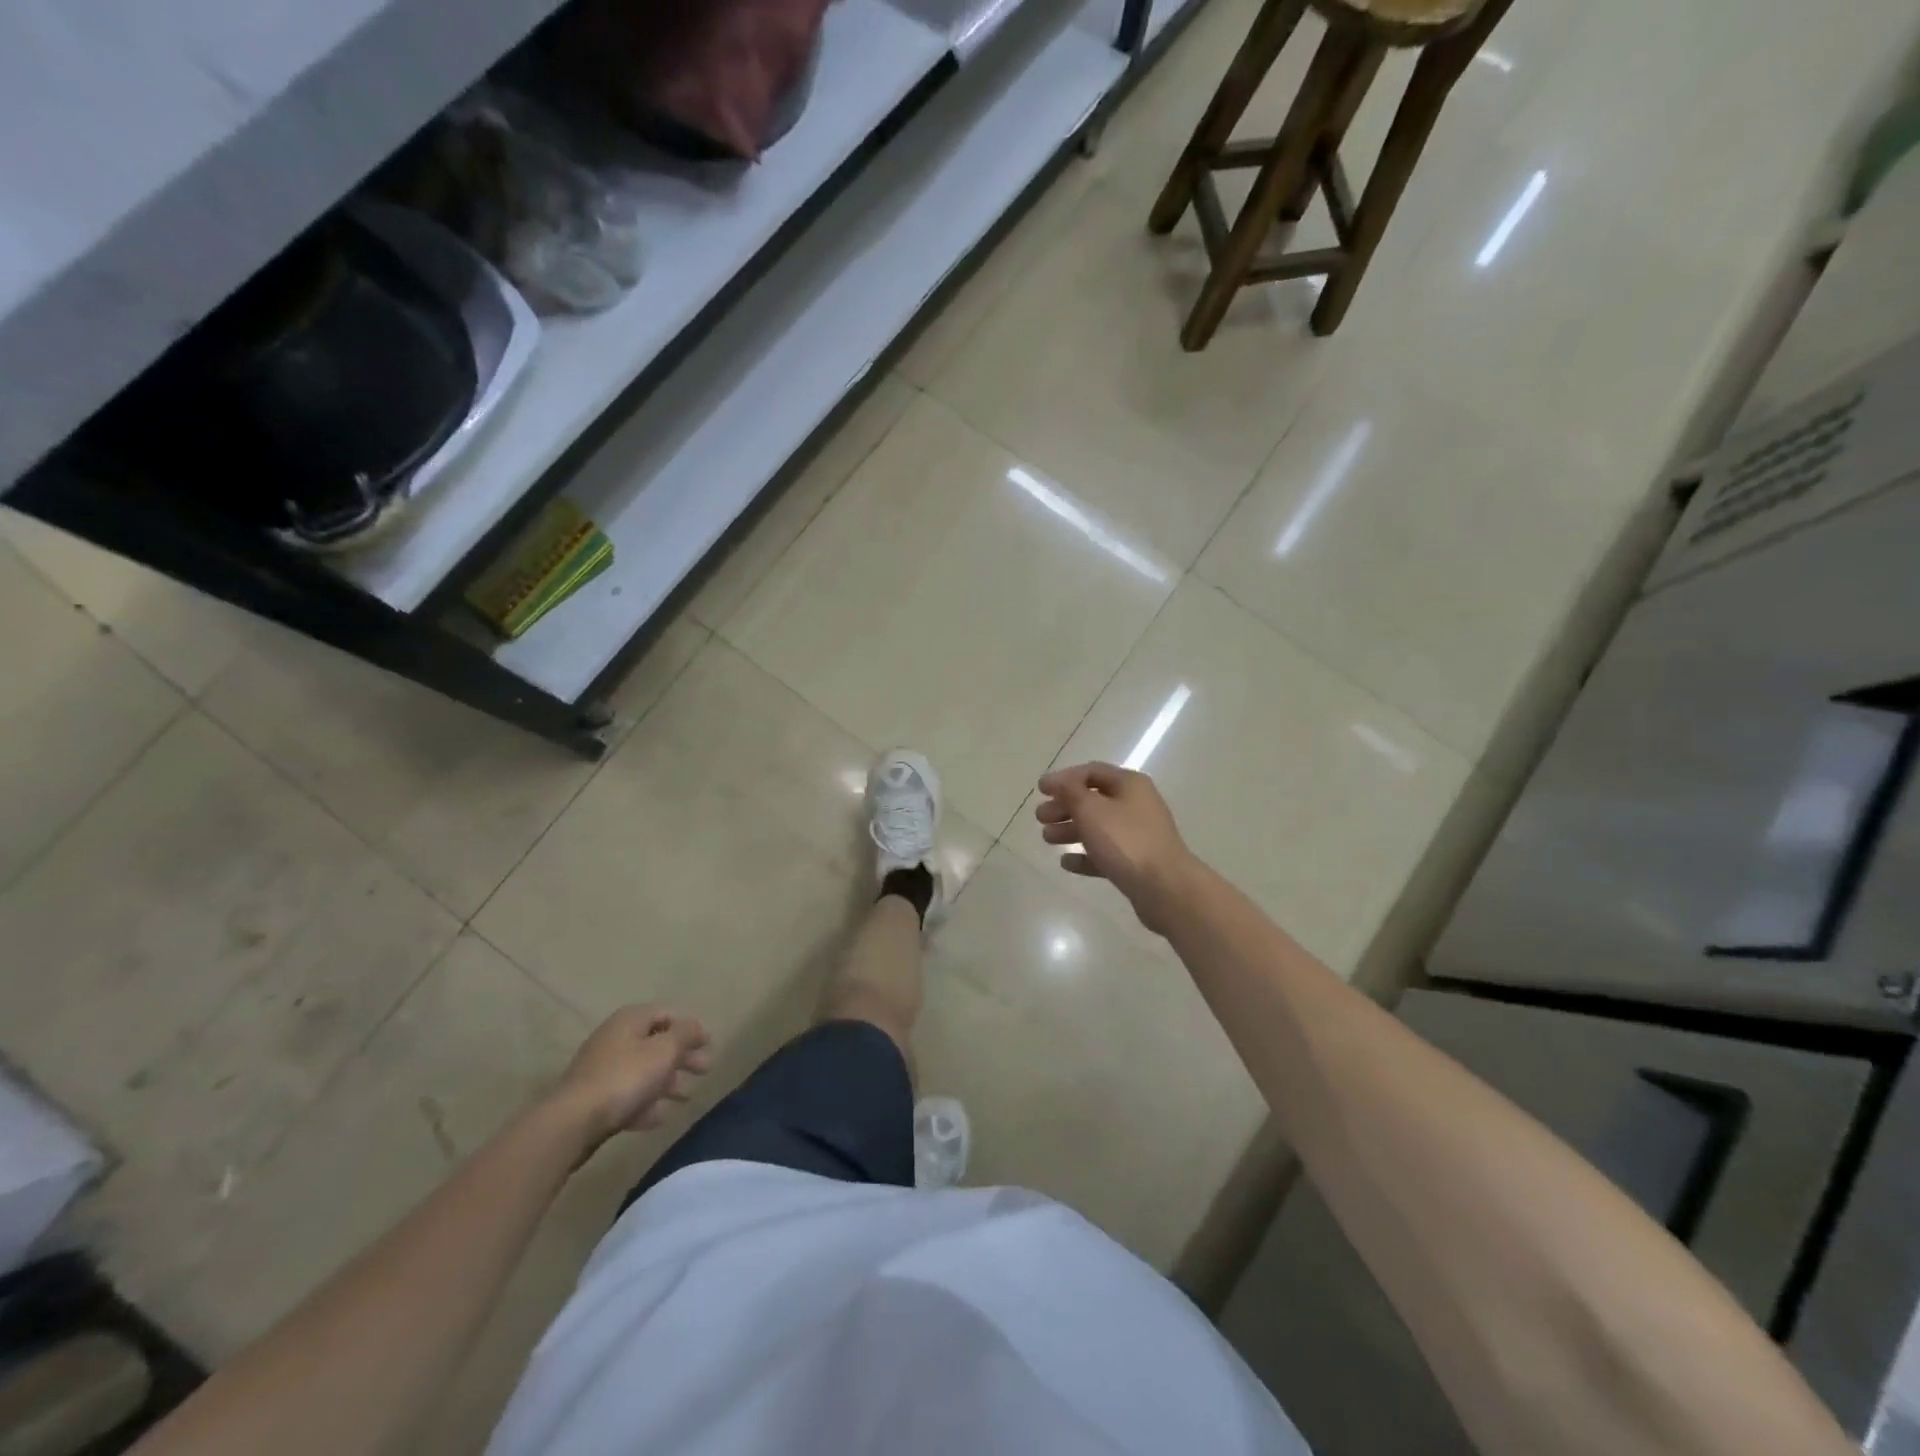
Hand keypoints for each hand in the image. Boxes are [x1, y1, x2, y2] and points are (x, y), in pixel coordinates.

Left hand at [553, 1006, 710, 1152]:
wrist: (573, 1122)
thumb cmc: (625, 1077)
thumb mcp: (664, 1051)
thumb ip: (685, 1034)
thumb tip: (697, 1025)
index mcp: (630, 1020)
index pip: (666, 1014)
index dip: (689, 1028)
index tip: (708, 1044)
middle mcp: (615, 1039)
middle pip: (656, 1044)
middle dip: (682, 1057)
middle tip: (705, 1070)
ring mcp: (601, 1070)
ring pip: (643, 1071)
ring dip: (667, 1083)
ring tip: (686, 1098)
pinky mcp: (594, 1099)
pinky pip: (627, 1095)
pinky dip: (646, 1103)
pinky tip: (659, 1117)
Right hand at [1035, 762, 1199, 934]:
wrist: (1165, 887)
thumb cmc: (1125, 841)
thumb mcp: (1091, 810)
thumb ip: (1071, 792)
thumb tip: (1060, 782)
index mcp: (1129, 785)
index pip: (1091, 771)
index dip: (1064, 778)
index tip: (1040, 789)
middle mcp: (1136, 805)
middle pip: (1093, 799)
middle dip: (1064, 806)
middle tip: (1040, 817)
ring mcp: (1138, 834)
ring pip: (1098, 827)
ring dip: (1071, 830)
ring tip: (1047, 839)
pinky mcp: (1137, 862)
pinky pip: (1106, 853)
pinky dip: (1085, 855)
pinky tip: (1066, 863)